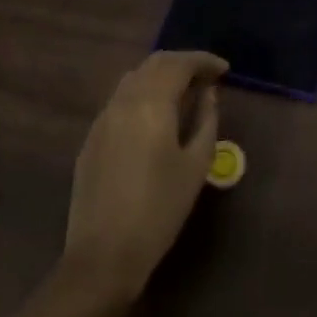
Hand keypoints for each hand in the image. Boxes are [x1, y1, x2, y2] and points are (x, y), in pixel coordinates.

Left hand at [63, 51, 227, 305]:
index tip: (224, 70)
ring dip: (161, 76)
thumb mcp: (196, 165)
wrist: (103, 255)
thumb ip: (206, 121)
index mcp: (151, 104)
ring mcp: (102, 119)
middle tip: (207, 78)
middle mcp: (123, 102)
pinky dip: (143, 95)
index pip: (179, 63)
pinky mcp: (91, 139)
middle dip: (182, 64)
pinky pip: (120, 101)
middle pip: (154, 64)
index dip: (204, 61)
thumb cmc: (160, 210)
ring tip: (184, 93)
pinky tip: (156, 117)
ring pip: (133, 79)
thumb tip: (208, 94)